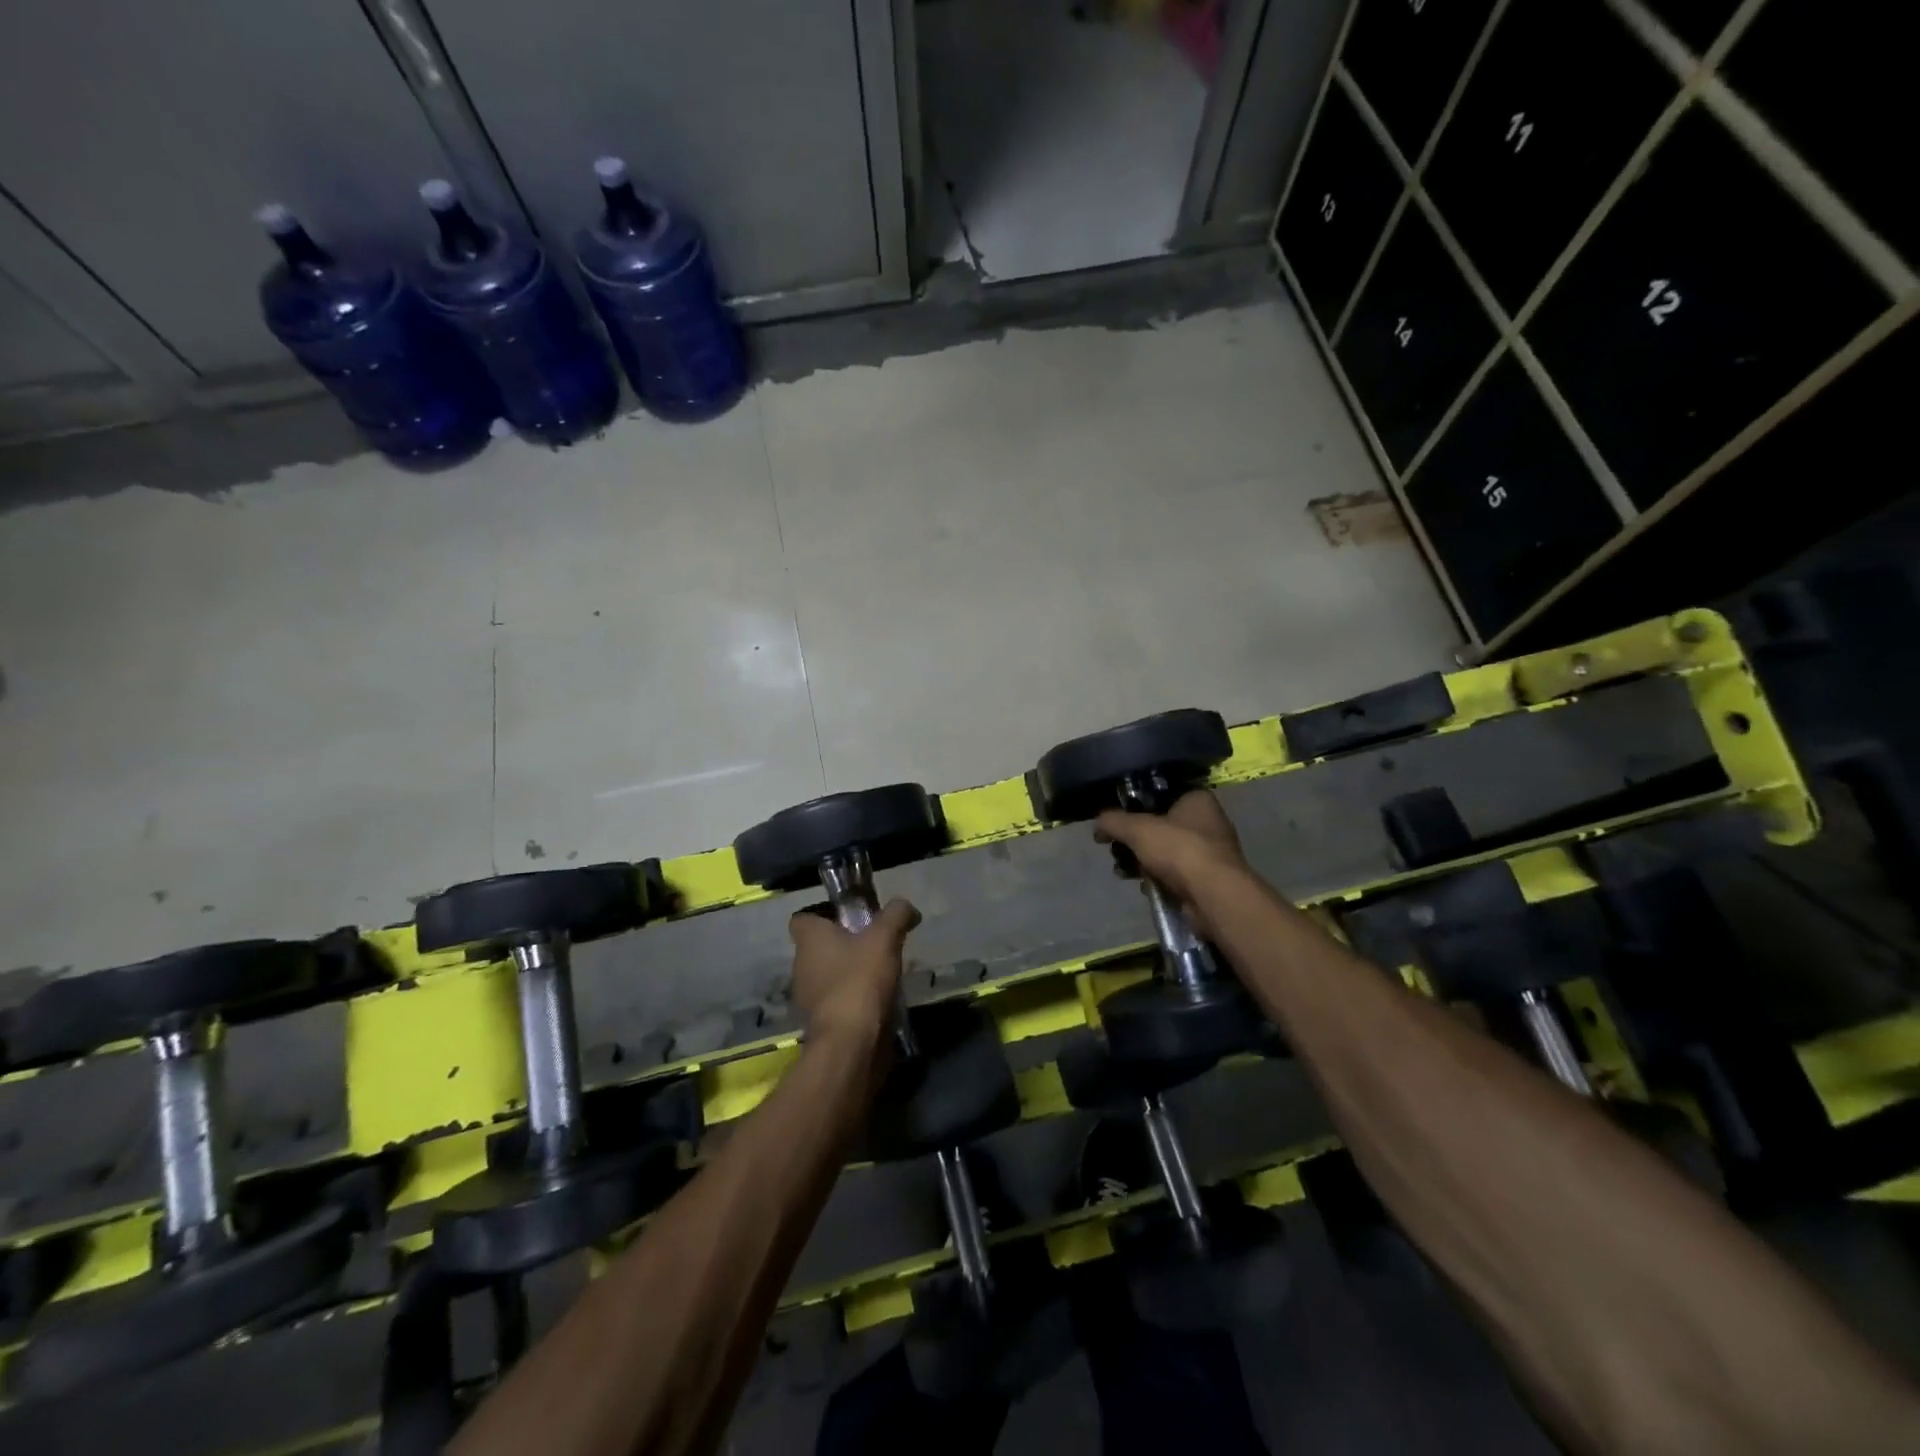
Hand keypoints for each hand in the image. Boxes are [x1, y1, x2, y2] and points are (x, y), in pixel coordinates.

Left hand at [789, 899, 919, 1049]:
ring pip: (828, 975)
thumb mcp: (884, 938)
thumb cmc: (860, 980)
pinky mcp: (821, 1023)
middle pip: (819, 947)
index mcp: (809, 940)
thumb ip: (895, 915)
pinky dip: (853, 999)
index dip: (824, 914)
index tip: (850, 917)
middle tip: (875, 943)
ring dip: (849, 973)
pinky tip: (878, 1000)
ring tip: (881, 973)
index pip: (803, 918)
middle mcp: (801, 966)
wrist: (850, 1043)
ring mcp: (808, 998)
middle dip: (844, 944)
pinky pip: (836, 1002)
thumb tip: (906, 906)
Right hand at [1096, 789, 1249, 934]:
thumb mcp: (1137, 829)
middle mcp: (1206, 822)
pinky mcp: (1206, 879)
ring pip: (1164, 851)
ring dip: (1141, 861)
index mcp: (1197, 799)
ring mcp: (1208, 852)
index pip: (1159, 794)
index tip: (1115, 818)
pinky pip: (1173, 873)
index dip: (1134, 805)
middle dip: (1133, 839)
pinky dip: (1157, 878)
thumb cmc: (1179, 850)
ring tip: (1122, 871)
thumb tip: (1098, 824)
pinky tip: (1144, 886)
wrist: (1213, 896)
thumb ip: (1113, 821)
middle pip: (1159, 825)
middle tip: (1114, 848)